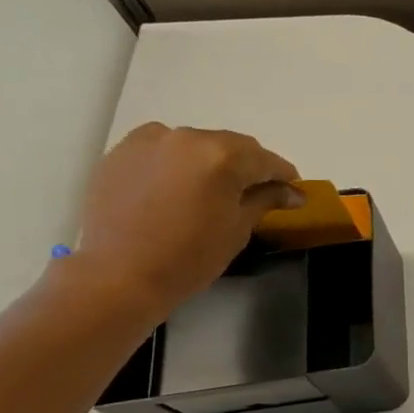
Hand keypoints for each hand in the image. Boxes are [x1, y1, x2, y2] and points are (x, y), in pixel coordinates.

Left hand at [68, 123, 300, 316]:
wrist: (119, 275)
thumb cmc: (190, 256)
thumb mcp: (238, 228)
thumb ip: (266, 199)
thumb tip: (293, 192)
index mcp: (223, 156)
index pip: (266, 160)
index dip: (284, 176)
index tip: (294, 191)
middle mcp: (188, 137)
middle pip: (232, 146)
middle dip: (248, 166)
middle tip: (256, 191)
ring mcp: (151, 140)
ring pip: (197, 144)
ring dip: (212, 161)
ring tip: (212, 189)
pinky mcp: (122, 152)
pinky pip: (163, 149)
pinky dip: (178, 163)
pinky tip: (178, 187)